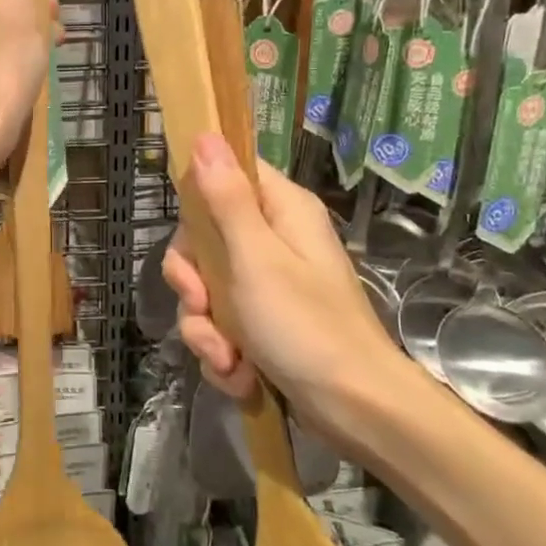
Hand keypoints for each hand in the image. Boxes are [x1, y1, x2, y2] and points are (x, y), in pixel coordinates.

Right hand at [162, 133, 416, 440]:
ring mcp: (268, 286)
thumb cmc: (306, 325)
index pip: (228, 177)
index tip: (189, 240)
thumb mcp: (256, 258)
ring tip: (228, 360)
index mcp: (282, 212)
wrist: (356, 410)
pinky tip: (239, 376)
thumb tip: (205, 135)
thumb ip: (226, 198)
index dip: (198, 204)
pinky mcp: (264, 326)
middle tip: (202, 306)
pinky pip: (222, 327)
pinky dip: (224, 354)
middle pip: (204, 241)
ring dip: (207, 330)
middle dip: (194, 284)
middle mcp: (274, 242)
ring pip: (207, 291)